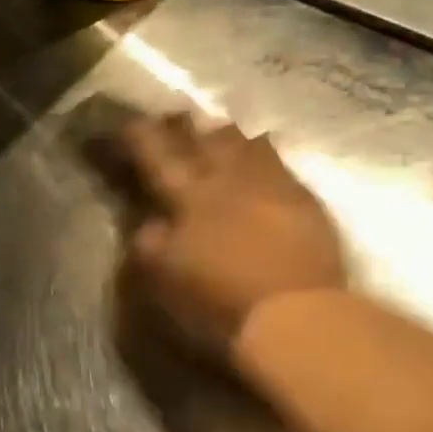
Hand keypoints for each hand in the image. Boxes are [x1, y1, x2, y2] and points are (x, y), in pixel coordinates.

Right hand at [120, 113, 346, 356]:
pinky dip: (265, 153)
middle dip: (185, 126)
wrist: (296, 316)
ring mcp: (271, 186)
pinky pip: (280, 164)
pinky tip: (264, 150)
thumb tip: (149, 222)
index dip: (140, 136)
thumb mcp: (165, 279)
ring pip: (245, 144)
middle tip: (174, 115)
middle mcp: (229, 180)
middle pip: (204, 140)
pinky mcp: (305, 201)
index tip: (128, 122)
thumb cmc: (219, 302)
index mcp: (189, 197)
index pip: (157, 155)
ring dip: (227, 136)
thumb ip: (151, 244)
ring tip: (218, 128)